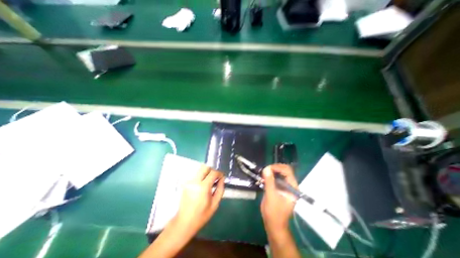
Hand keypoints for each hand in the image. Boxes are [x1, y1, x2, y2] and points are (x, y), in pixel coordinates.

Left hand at [170, 165, 224, 235]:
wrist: (184, 223)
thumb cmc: (202, 215)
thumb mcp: (215, 204)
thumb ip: (220, 189)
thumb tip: (222, 178)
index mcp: (203, 187)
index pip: (213, 172)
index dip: (219, 173)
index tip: (221, 176)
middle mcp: (195, 181)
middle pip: (205, 167)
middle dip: (212, 170)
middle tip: (215, 177)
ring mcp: (189, 182)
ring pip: (200, 170)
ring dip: (207, 173)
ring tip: (210, 181)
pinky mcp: (186, 183)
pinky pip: (196, 175)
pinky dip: (202, 176)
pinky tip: (203, 185)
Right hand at [258, 165, 298, 232]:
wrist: (274, 225)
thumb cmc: (274, 212)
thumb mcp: (271, 196)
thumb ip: (269, 182)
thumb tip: (266, 168)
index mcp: (292, 187)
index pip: (288, 171)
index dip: (278, 167)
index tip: (268, 168)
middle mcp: (290, 185)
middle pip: (284, 170)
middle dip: (274, 168)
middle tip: (265, 170)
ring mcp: (285, 187)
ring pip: (279, 173)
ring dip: (271, 171)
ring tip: (263, 173)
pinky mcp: (279, 188)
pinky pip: (275, 178)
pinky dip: (270, 176)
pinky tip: (263, 178)